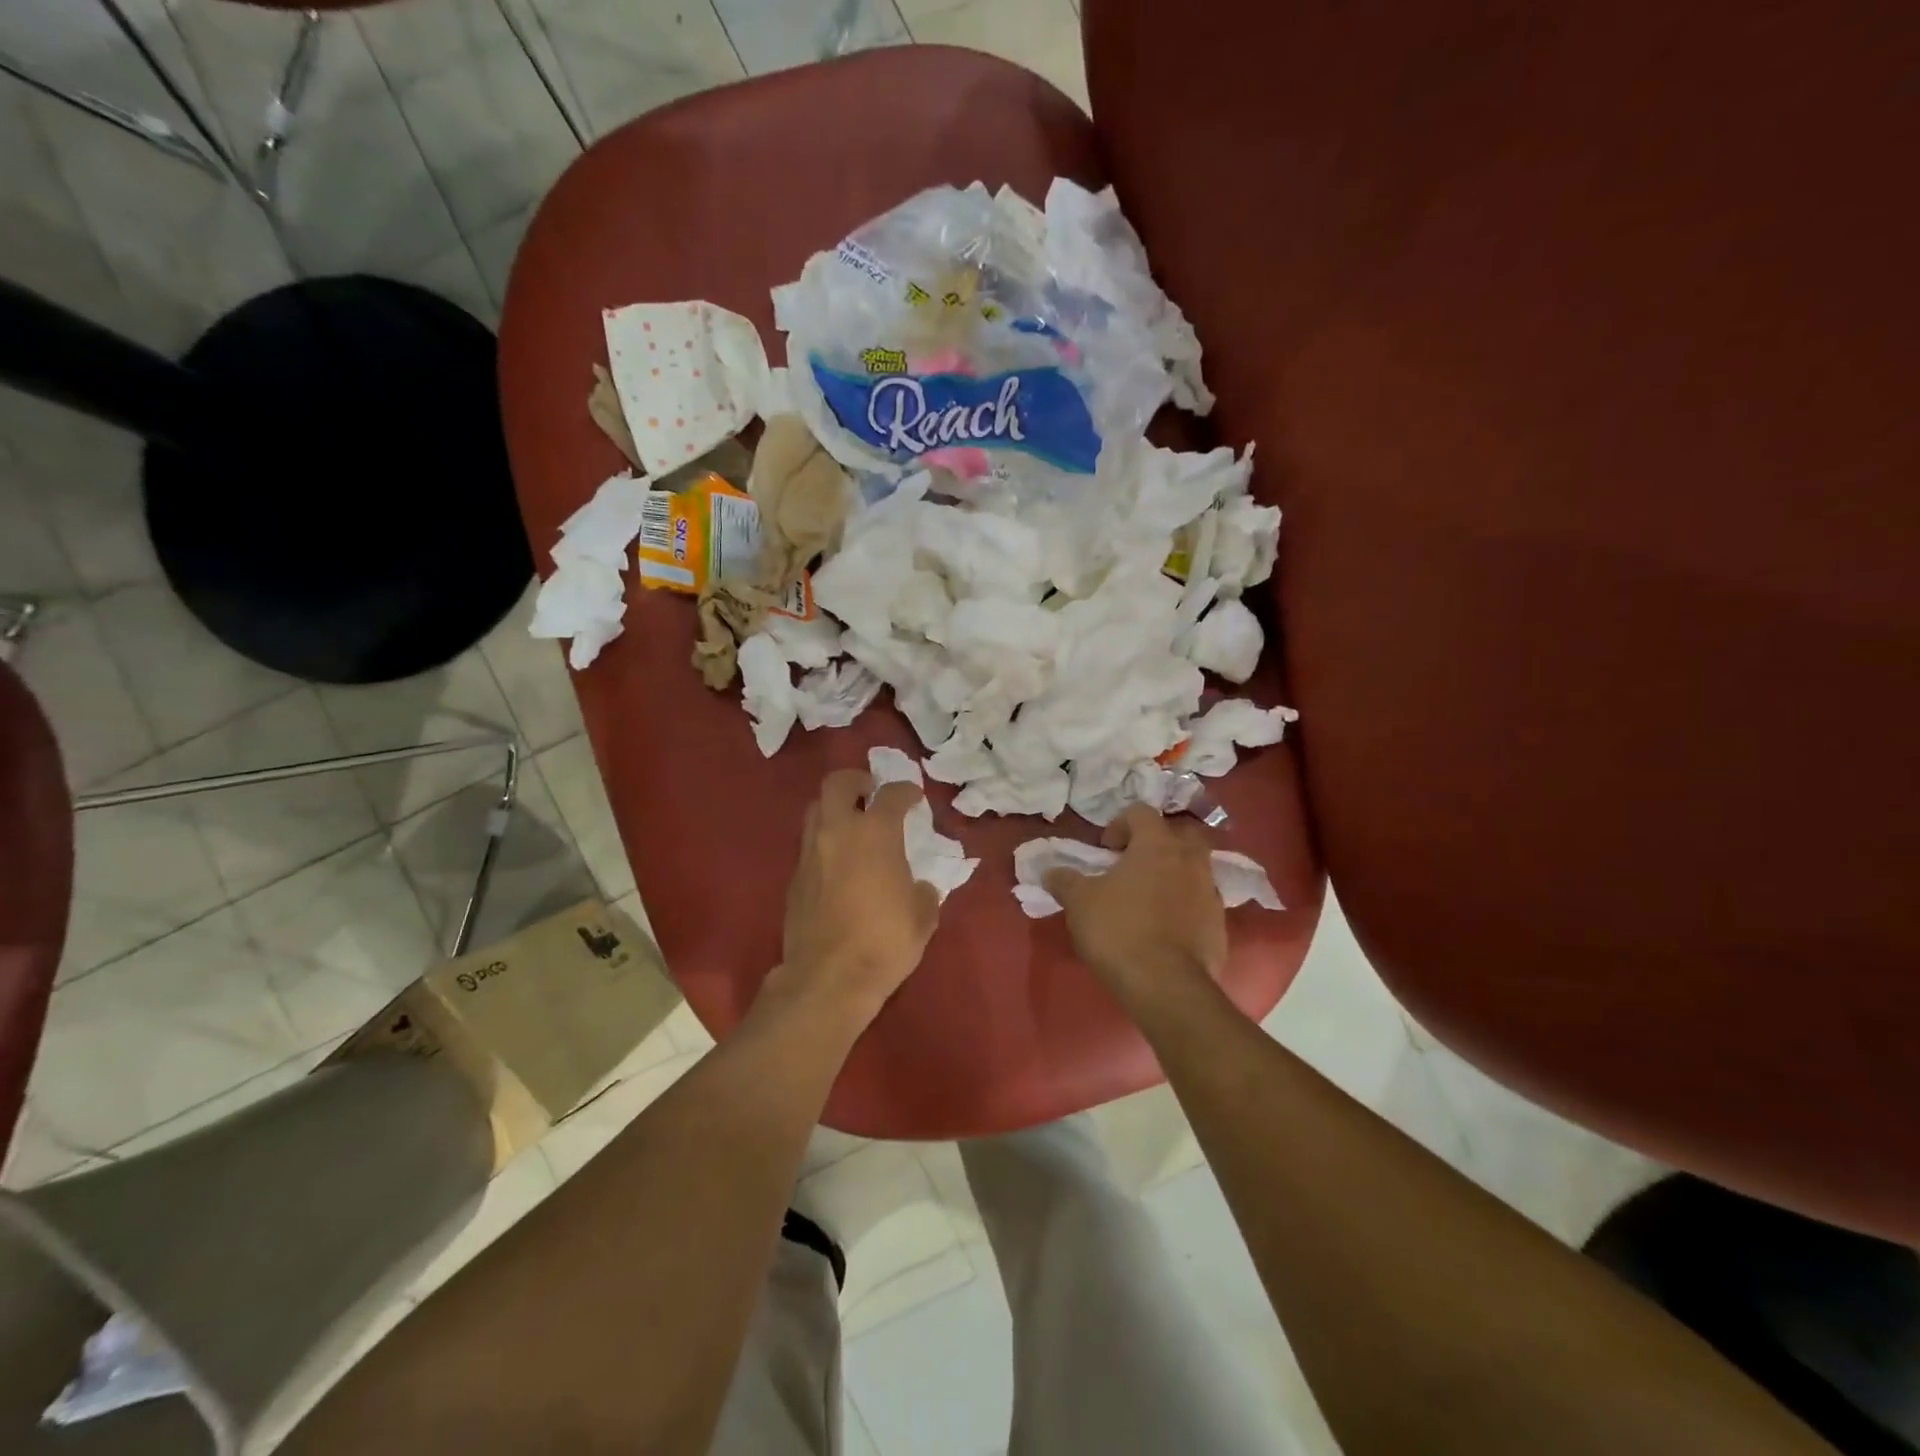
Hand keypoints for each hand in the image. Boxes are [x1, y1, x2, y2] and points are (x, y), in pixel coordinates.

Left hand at [772, 769, 941, 1025]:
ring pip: (816, 809)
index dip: (907, 791)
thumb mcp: (922, 917)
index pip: (892, 794)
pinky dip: (825, 842)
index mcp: (875, 833)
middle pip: (838, 783)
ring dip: (836, 808)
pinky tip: (839, 863)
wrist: (828, 978)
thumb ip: (923, 892)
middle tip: (871, 793)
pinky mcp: (794, 878)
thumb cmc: (884, 942)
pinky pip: (809, 843)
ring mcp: (810, 853)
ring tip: (853, 825)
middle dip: (857, 781)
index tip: (915, 797)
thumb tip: (918, 887)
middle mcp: (838, 832)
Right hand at [1045, 805, 1226, 1013]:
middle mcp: (1190, 860)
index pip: (1142, 812)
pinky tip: (1165, 928)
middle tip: (1134, 864)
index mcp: (1157, 844)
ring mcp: (1210, 892)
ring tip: (1149, 898)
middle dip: (1158, 843)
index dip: (1120, 824)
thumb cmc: (1119, 930)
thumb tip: (1050, 871)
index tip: (1105, 849)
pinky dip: (1185, 906)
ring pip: (1195, 868)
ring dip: (1174, 874)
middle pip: (1180, 834)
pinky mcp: (1220, 925)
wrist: (1167, 986)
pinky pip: (1201, 903)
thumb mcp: (1079, 902)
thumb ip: (1064, 880)